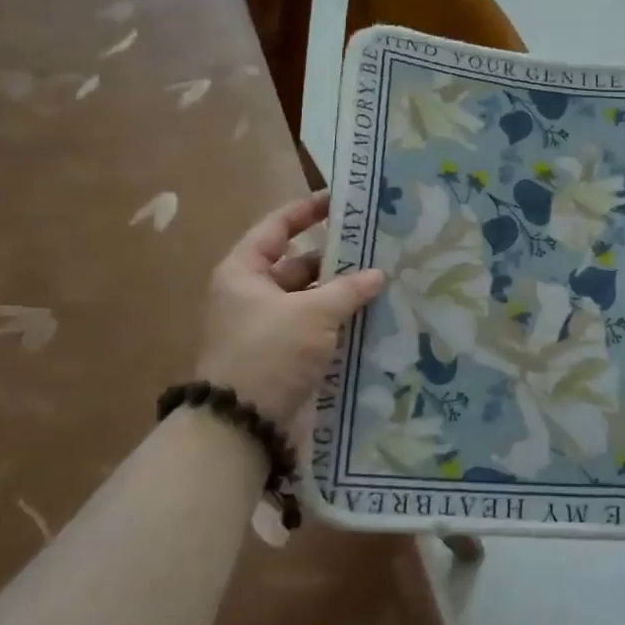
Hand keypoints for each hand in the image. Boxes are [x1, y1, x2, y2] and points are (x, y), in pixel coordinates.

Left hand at [194, 193, 384, 430]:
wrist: (242, 423)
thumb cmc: (270, 352)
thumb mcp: (312, 314)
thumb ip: (348, 289)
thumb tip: (378, 273)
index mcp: (244, 271)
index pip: (277, 227)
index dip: (307, 211)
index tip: (341, 202)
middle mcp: (251, 294)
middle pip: (297, 265)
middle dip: (336, 259)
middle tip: (377, 249)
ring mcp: (266, 326)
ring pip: (309, 298)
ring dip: (340, 294)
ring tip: (383, 284)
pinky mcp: (281, 354)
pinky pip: (313, 327)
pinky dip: (337, 321)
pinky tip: (371, 318)